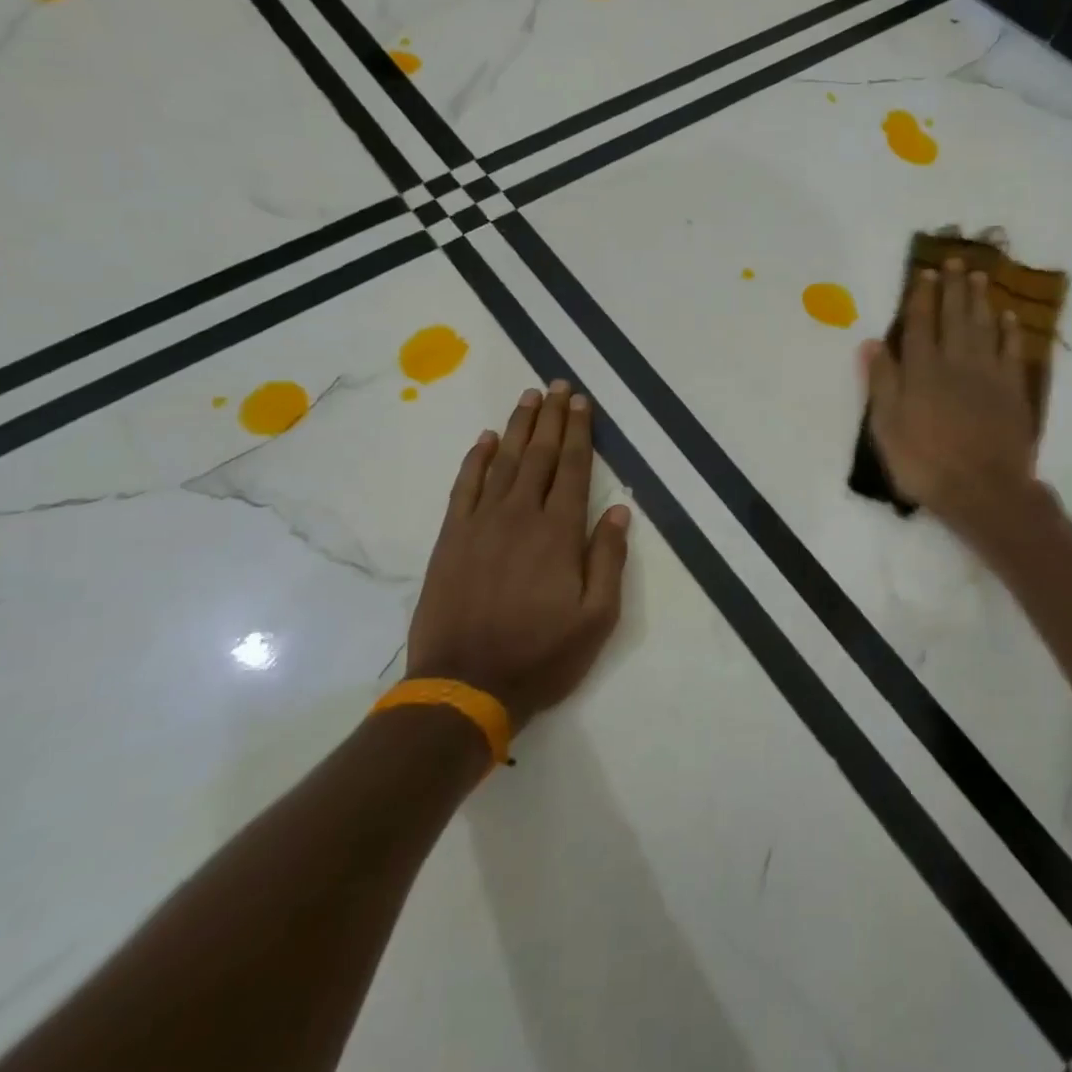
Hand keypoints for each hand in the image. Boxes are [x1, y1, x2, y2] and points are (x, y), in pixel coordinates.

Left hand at [405, 382, 629, 728]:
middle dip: (552, 418)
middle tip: (558, 385)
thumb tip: (619, 509)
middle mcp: (521, 516)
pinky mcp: (452, 539)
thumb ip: (609, 558)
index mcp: (559, 532)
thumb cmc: (541, 655)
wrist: (464, 687)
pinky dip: (476, 459)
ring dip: (518, 427)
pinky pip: (465, 486)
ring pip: (504, 462)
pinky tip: (486, 440)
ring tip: (529, 398)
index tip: (582, 402)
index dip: (580, 432)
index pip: (574, 468)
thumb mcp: (597, 617)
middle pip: (540, 455)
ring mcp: (481, 524)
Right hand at [861, 259, 1041, 533]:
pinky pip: (1011, 351)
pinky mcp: (1012, 390)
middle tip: (956, 260)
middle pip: (954, 317)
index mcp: (922, 371)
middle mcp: (955, 363)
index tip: (924, 274)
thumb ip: (881, 383)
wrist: (983, 490)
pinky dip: (1009, 332)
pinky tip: (1008, 317)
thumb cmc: (925, 463)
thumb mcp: (887, 428)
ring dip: (981, 300)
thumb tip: (871, 343)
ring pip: (984, 327)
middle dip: (953, 287)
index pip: (919, 325)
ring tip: (980, 276)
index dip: (921, 298)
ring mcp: (988, 375)